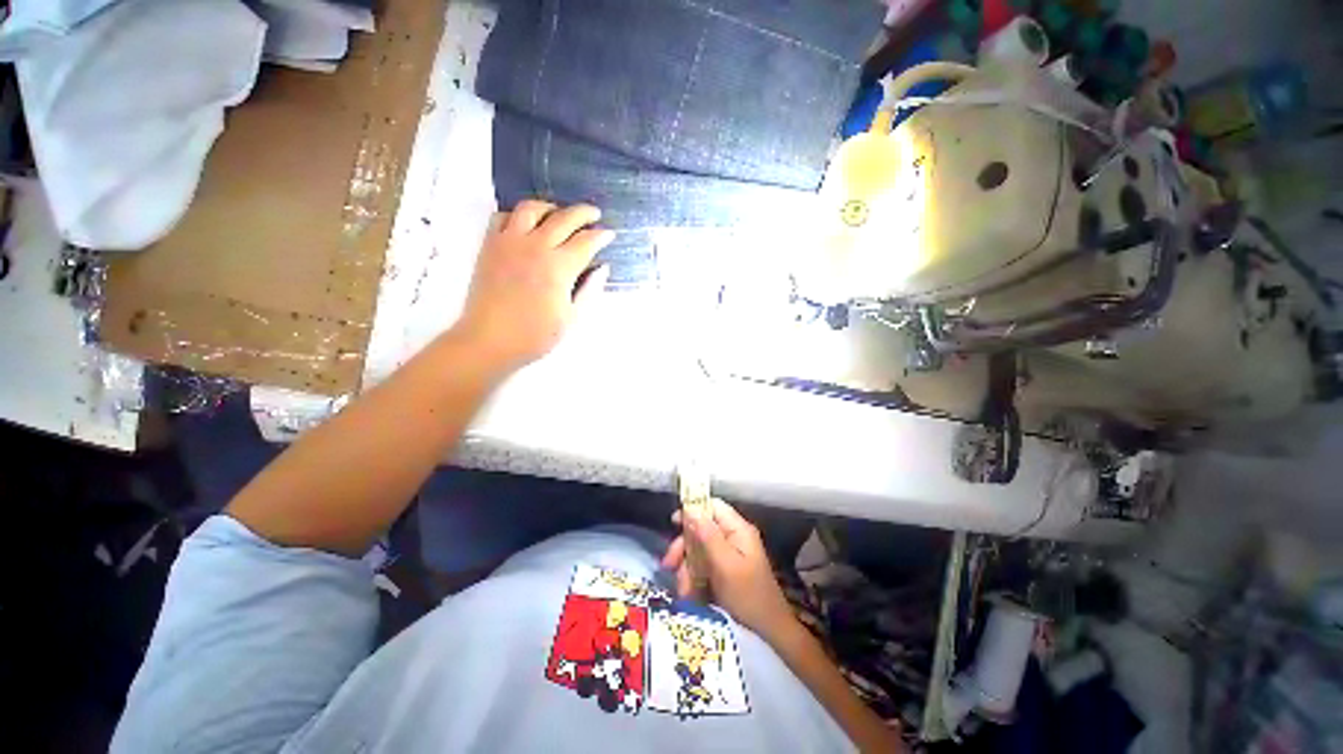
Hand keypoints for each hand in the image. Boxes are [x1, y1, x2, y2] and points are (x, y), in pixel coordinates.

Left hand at [454, 200, 612, 372]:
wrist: (489, 341)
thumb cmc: (535, 335)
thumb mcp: (571, 317)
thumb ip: (589, 289)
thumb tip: (602, 268)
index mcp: (559, 267)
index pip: (586, 241)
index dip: (601, 236)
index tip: (609, 234)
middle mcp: (536, 247)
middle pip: (564, 218)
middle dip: (583, 213)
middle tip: (594, 214)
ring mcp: (509, 242)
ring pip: (531, 208)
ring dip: (550, 207)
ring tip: (559, 213)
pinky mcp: (490, 245)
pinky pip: (502, 217)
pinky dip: (516, 215)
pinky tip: (525, 225)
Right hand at [662, 498, 798, 643]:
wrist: (768, 631)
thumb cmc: (748, 595)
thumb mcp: (725, 565)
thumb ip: (708, 535)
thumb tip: (690, 509)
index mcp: (738, 529)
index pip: (713, 506)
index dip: (693, 510)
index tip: (674, 523)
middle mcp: (733, 537)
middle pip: (702, 529)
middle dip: (685, 546)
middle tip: (669, 564)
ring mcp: (729, 554)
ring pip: (699, 549)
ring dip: (687, 567)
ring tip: (682, 589)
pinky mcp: (725, 570)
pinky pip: (704, 566)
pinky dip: (694, 577)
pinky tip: (689, 594)